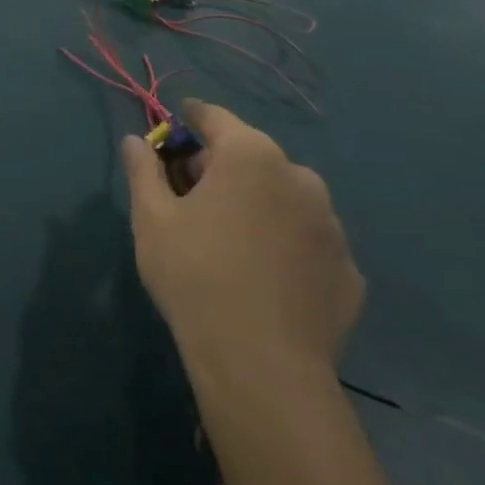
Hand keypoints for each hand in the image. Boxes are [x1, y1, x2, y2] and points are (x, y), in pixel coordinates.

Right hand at [122, 101, 362, 371]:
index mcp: (250, 155)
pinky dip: (285, 243)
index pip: (215, 117)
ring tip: (230, 239)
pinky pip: (307, 240)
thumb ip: (143, 169)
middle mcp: (299, 178)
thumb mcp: (151, 217)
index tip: (173, 133)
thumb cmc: (196, 275)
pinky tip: (264, 275)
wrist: (262, 367)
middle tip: (191, 197)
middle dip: (220, 167)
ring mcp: (332, 226)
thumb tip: (135, 141)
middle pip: (251, 155)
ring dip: (257, 203)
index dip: (190, 120)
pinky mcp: (349, 271)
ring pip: (284, 197)